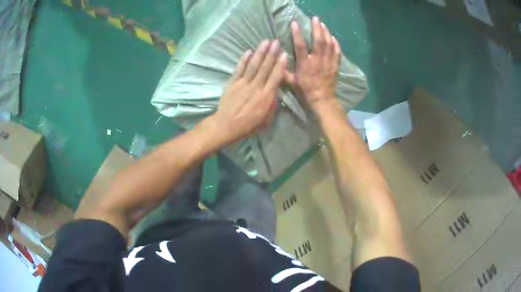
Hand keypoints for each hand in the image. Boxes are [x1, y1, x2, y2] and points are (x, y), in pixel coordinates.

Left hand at [211, 40, 287, 145]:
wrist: (226, 125)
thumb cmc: (248, 125)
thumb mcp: (266, 119)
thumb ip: (272, 103)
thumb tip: (276, 90)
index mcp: (265, 96)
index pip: (275, 77)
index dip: (280, 65)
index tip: (284, 54)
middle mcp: (255, 87)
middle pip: (265, 68)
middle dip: (271, 53)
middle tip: (276, 42)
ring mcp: (243, 84)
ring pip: (253, 65)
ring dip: (260, 53)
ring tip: (265, 42)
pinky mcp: (232, 83)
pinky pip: (239, 69)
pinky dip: (244, 60)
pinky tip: (249, 51)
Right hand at [286, 17, 341, 108]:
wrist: (322, 100)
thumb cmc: (306, 91)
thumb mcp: (292, 82)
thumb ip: (284, 71)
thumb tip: (277, 61)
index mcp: (305, 64)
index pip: (300, 46)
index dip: (297, 34)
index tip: (295, 23)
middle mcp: (317, 61)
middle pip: (318, 41)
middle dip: (316, 28)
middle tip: (315, 19)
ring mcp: (328, 63)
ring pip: (328, 45)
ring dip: (326, 33)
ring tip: (323, 24)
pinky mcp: (335, 66)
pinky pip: (337, 53)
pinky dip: (336, 45)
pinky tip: (333, 38)